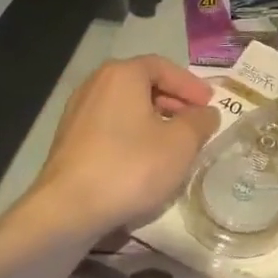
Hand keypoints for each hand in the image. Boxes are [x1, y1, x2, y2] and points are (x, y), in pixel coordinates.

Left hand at [29, 56, 219, 242]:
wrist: (67, 210)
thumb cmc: (131, 167)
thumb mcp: (181, 144)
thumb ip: (200, 122)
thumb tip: (206, 113)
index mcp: (122, 74)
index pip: (163, 67)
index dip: (190, 84)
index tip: (210, 104)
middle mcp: (96, 84)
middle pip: (142, 84)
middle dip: (173, 101)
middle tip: (195, 122)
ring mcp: (78, 112)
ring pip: (125, 107)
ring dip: (153, 120)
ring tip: (174, 143)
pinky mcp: (68, 141)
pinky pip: (110, 126)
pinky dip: (132, 134)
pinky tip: (145, 160)